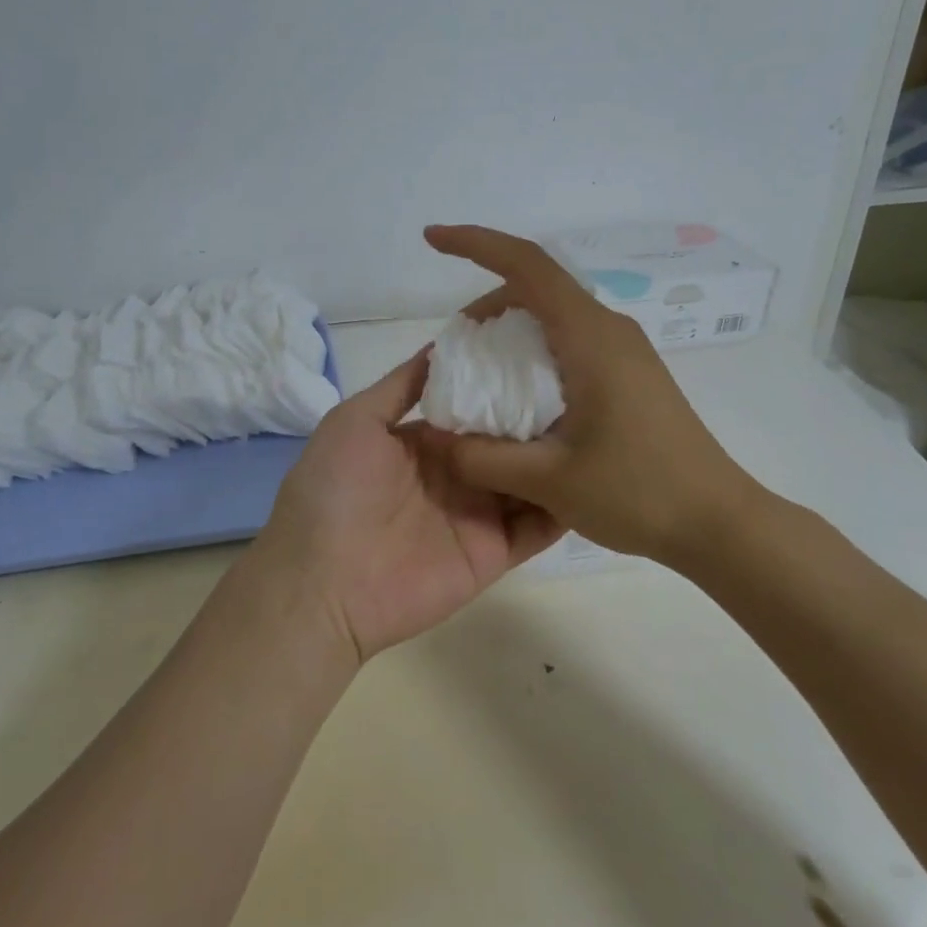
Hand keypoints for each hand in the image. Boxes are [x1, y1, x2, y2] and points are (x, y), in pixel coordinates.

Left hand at [246, 352, 563, 665]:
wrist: (322, 583)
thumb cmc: (333, 490)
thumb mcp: (356, 420)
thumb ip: (402, 385)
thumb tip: (445, 344)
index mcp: (426, 439)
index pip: (477, 403)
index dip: (506, 380)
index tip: (548, 351)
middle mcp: (457, 471)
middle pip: (510, 438)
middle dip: (543, 414)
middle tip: (589, 383)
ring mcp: (479, 512)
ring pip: (530, 477)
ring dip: (559, 455)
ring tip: (604, 421)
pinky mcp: (495, 551)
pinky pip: (538, 525)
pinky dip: (564, 504)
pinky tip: (594, 474)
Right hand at [420, 224, 764, 565]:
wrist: (718, 522)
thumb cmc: (637, 492)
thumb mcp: (548, 480)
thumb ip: (482, 457)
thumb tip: (434, 437)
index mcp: (589, 337)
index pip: (527, 265)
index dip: (475, 243)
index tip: (433, 238)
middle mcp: (608, 329)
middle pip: (537, 287)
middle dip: (487, 303)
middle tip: (454, 349)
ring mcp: (624, 350)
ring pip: (554, 315)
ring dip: (511, 329)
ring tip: (481, 375)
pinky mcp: (630, 373)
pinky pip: (570, 341)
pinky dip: (534, 352)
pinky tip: (522, 399)